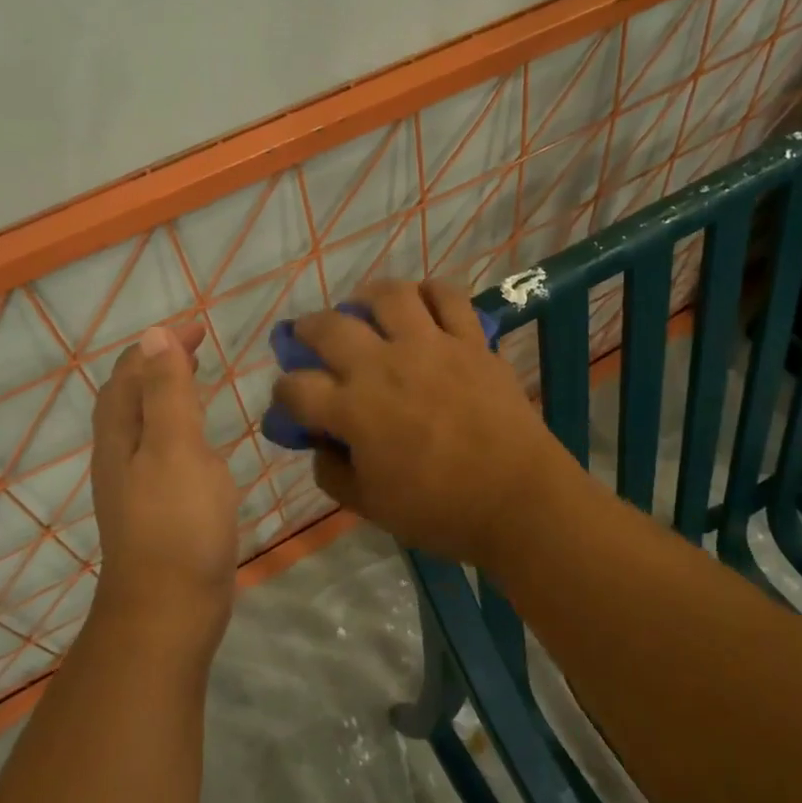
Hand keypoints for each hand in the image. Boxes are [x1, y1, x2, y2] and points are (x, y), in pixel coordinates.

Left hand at [89, 322, 238, 654]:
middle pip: (131, 397)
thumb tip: (153, 336)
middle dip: (160, 365)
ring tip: (200, 382)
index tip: (197, 328)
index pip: (130, 374)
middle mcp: (120, 456)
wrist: (169, 609)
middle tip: (199, 348)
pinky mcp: (158, 509)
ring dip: (168, 394)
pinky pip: (164, 452)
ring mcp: (137, 486)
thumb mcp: (175, 448)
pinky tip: (203, 444)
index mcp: (120, 436)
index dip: (158, 346)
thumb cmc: (177, 523)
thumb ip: (166, 392)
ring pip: (147, 425)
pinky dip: (180, 429)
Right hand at [270, 279, 581, 564]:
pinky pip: (448, 297)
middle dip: (307, 330)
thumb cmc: (440, 510)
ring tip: (364, 308)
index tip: (289, 398)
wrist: (517, 499)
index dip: (284, 391)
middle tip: (309, 337)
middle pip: (330, 328)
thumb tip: (321, 444)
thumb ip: (333, 473)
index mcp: (353, 409)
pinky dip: (431, 292)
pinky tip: (422, 303)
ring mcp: (430, 346)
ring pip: (388, 296)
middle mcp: (384, 366)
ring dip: (366, 297)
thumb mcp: (370, 507)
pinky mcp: (470, 340)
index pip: (296, 387)